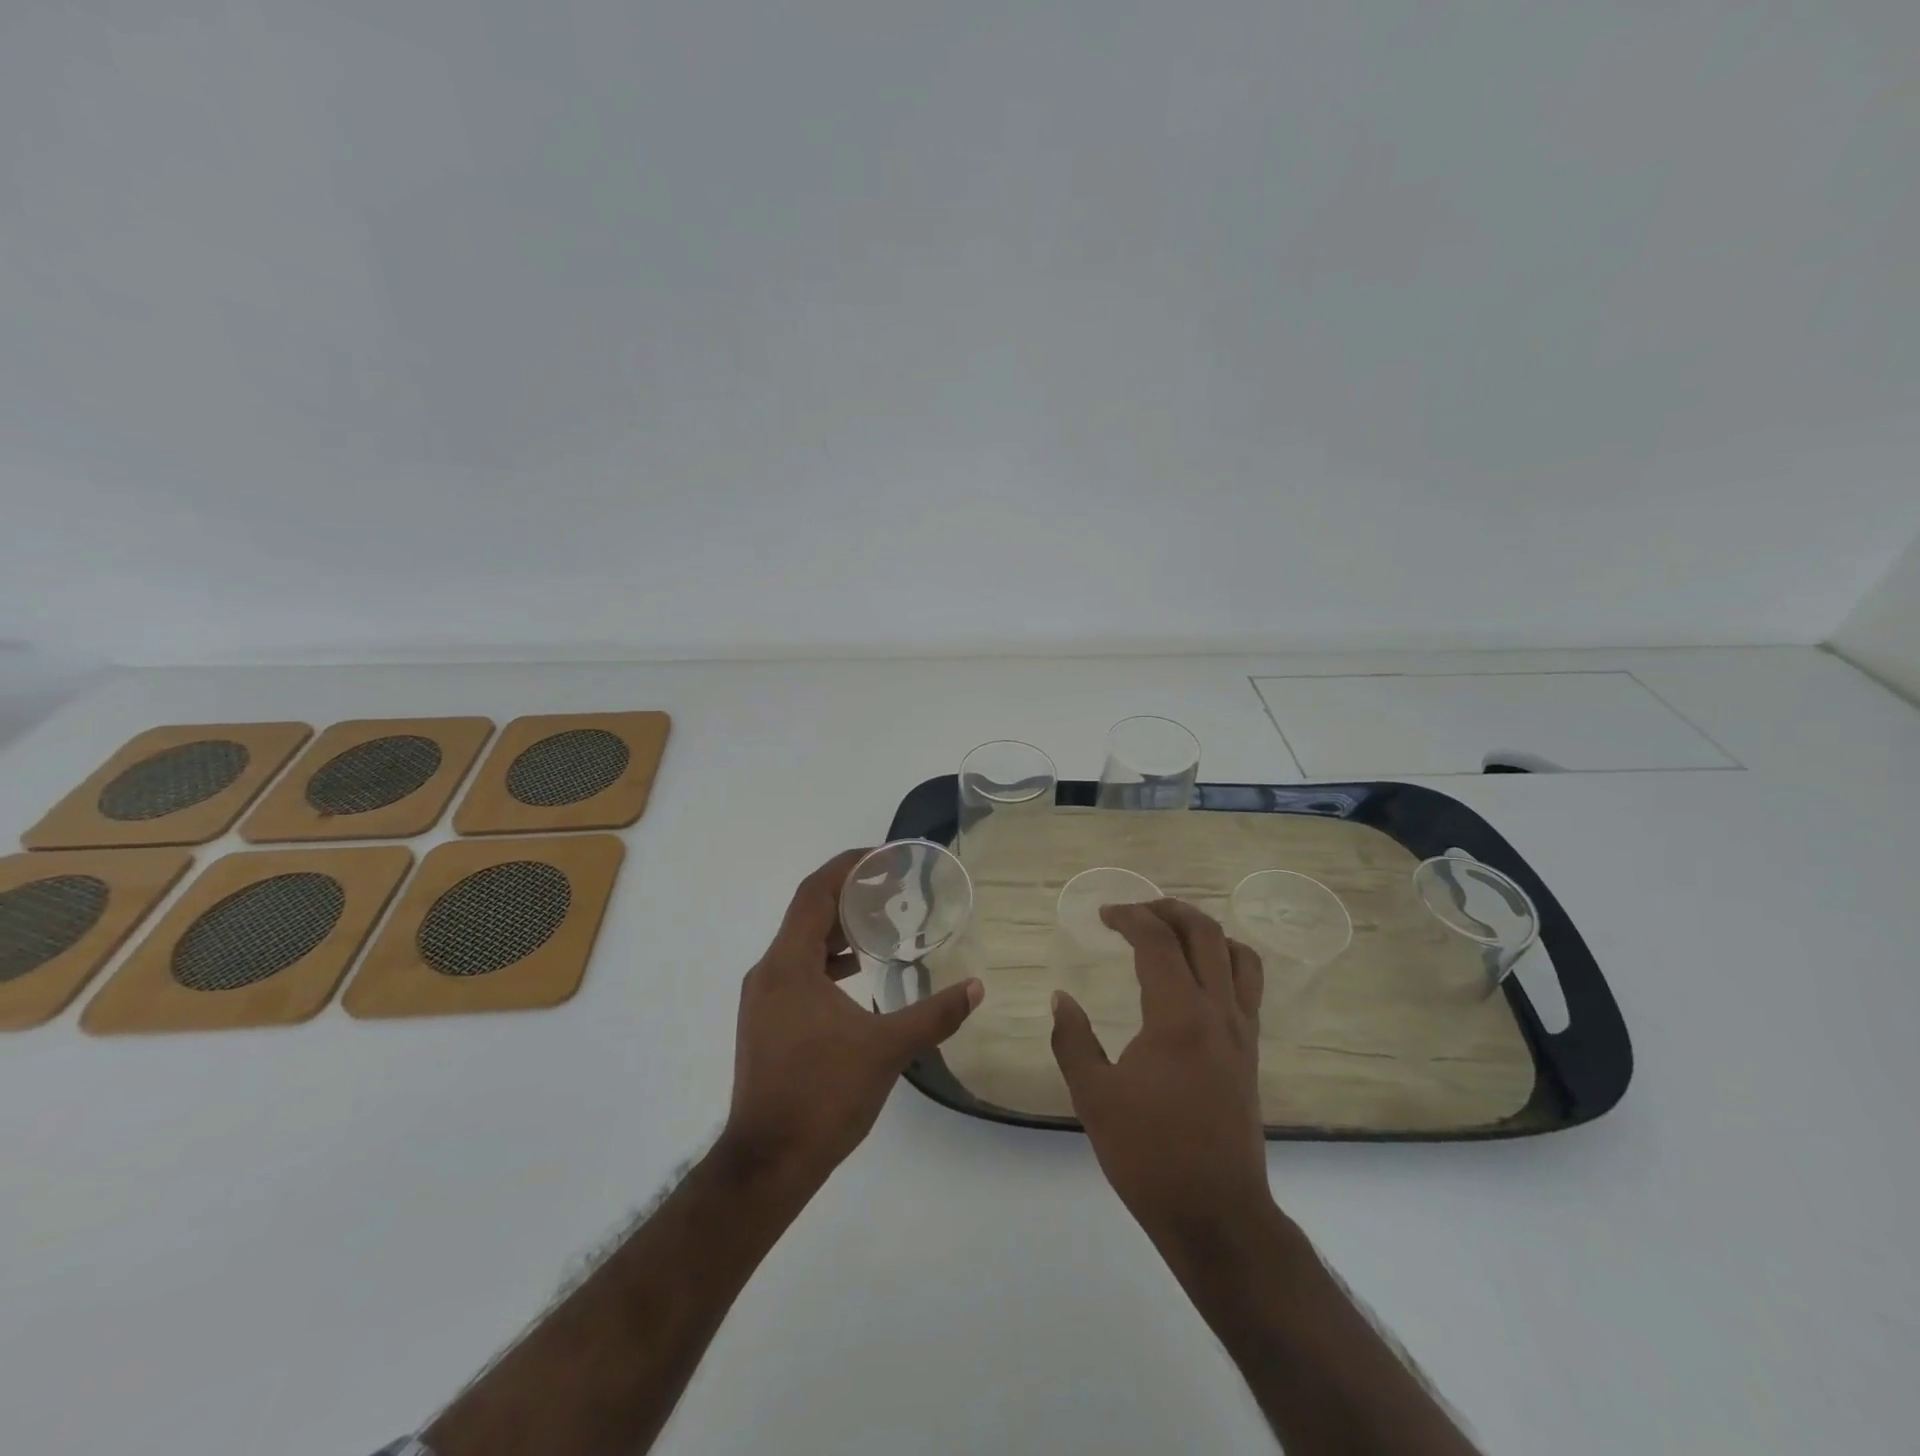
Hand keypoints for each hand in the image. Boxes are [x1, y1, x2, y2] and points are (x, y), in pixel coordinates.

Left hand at [721, 849, 983, 1192]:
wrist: (768, 1164)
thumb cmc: (822, 1095)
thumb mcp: (886, 1050)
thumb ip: (934, 1015)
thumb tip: (976, 988)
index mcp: (788, 965)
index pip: (814, 893)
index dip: (845, 867)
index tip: (881, 856)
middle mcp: (768, 973)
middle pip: (806, 915)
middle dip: (847, 896)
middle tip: (891, 887)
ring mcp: (763, 1000)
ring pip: (800, 945)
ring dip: (837, 930)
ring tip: (880, 926)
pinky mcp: (766, 1024)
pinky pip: (797, 972)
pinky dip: (827, 961)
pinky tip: (858, 975)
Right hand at [1049, 899, 1271, 1242]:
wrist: (1217, 1215)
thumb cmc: (1149, 1155)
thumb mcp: (1094, 1097)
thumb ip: (1073, 1040)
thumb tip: (1061, 999)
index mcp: (1178, 1015)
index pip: (1158, 941)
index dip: (1128, 917)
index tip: (1103, 915)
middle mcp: (1218, 1011)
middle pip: (1204, 933)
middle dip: (1167, 910)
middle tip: (1134, 913)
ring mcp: (1241, 1032)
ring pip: (1237, 954)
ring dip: (1203, 931)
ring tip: (1171, 935)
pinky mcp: (1251, 1053)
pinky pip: (1248, 985)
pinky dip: (1224, 961)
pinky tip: (1197, 979)